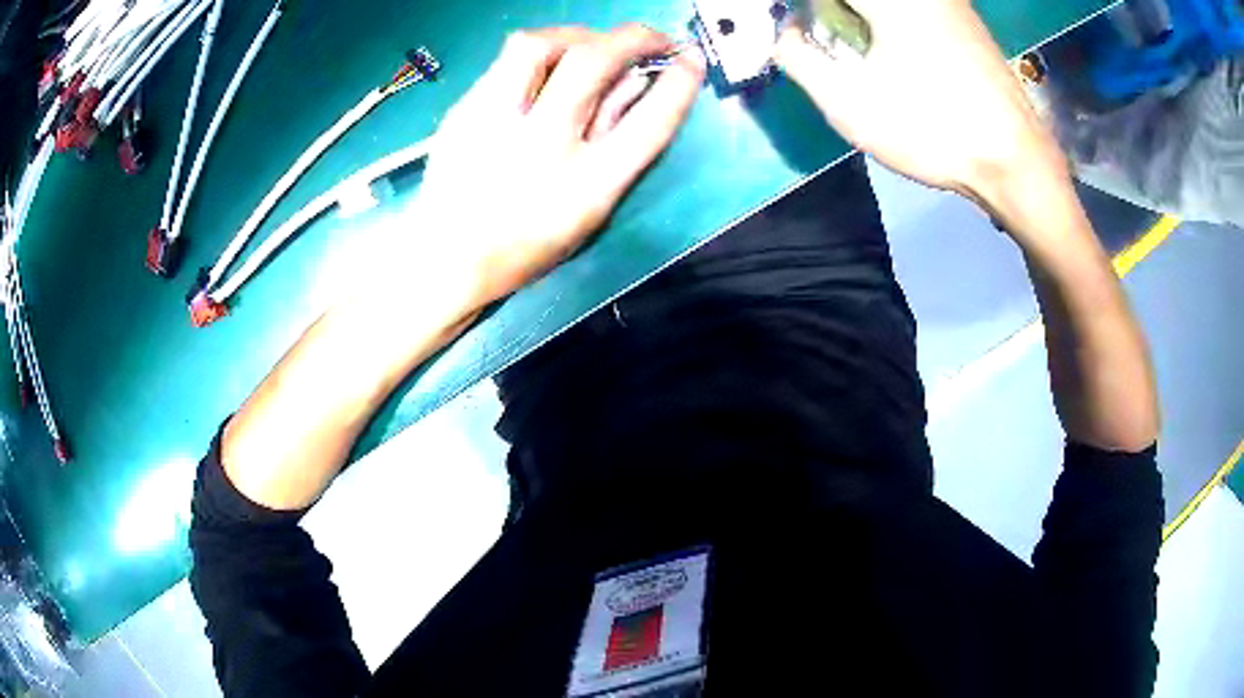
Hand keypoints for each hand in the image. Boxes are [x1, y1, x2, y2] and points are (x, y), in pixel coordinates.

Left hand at [410, 25, 704, 305]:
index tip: (689, 58)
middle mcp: (541, 144)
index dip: (679, 83)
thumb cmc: (526, 242)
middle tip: (648, 38)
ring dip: (579, 34)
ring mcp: (495, 121)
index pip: (649, 121)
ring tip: (592, 45)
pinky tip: (546, 68)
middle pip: (593, 62)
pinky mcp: (464, 110)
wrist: (446, 255)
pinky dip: (540, 53)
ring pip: (539, 44)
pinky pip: (506, 61)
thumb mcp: (588, 210)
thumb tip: (638, 85)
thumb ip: (614, 144)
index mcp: (586, 185)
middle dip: (633, 37)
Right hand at [775, 0, 1066, 201]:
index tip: (792, 29)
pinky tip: (893, 51)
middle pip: (856, 0)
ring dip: (858, 18)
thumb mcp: (848, 102)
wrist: (1017, 162)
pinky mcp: (964, 18)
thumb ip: (799, 57)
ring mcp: (947, 0)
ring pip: (888, 4)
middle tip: (819, 37)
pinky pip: (915, 9)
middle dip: (831, 14)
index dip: (802, 9)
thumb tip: (787, 31)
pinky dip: (888, 21)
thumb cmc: (933, 129)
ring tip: (854, 47)